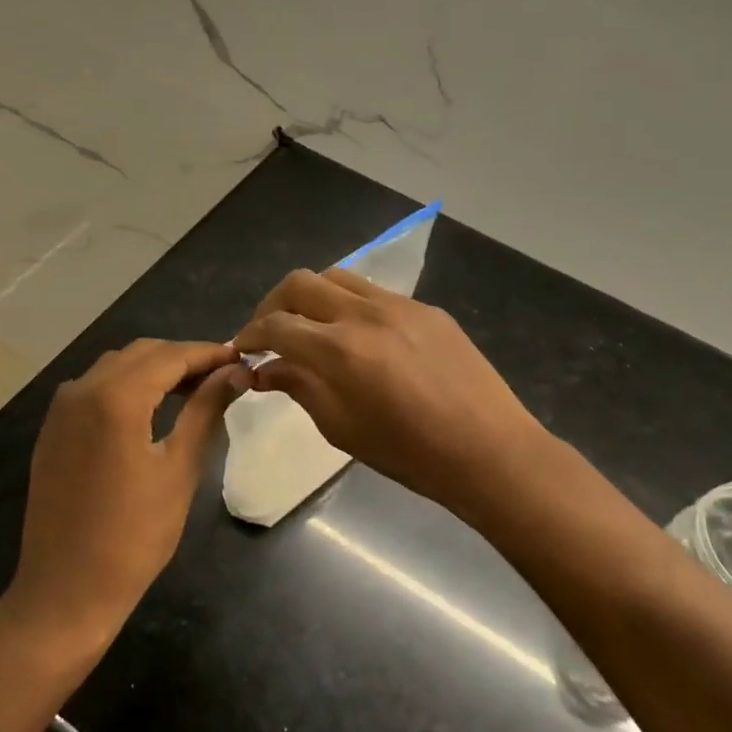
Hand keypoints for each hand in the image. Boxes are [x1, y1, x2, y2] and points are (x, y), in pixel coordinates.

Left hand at [7, 339, 249, 648]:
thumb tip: (234, 373)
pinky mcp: (53, 429)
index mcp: (115, 397)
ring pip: (116, 366)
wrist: (66, 590)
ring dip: (155, 369)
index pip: (171, 356)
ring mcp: (61, 409)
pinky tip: (152, 407)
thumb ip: (206, 410)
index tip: (241, 359)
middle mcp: (82, 389)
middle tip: (222, 375)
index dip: (209, 353)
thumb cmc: (134, 536)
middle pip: (142, 353)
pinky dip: (127, 385)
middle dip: (183, 358)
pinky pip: (95, 387)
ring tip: (194, 389)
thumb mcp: (179, 469)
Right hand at [232, 269, 554, 517]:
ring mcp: (400, 305)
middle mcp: (364, 314)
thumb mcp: (342, 428)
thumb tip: (266, 370)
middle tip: (270, 332)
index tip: (243, 349)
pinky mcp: (426, 309)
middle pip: (301, 283)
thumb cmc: (410, 453)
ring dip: (312, 296)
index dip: (250, 334)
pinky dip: (351, 305)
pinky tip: (359, 336)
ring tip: (310, 326)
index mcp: (339, 350)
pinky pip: (375, 293)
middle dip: (274, 304)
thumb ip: (300, 388)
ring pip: (338, 277)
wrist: (489, 449)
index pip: (276, 325)